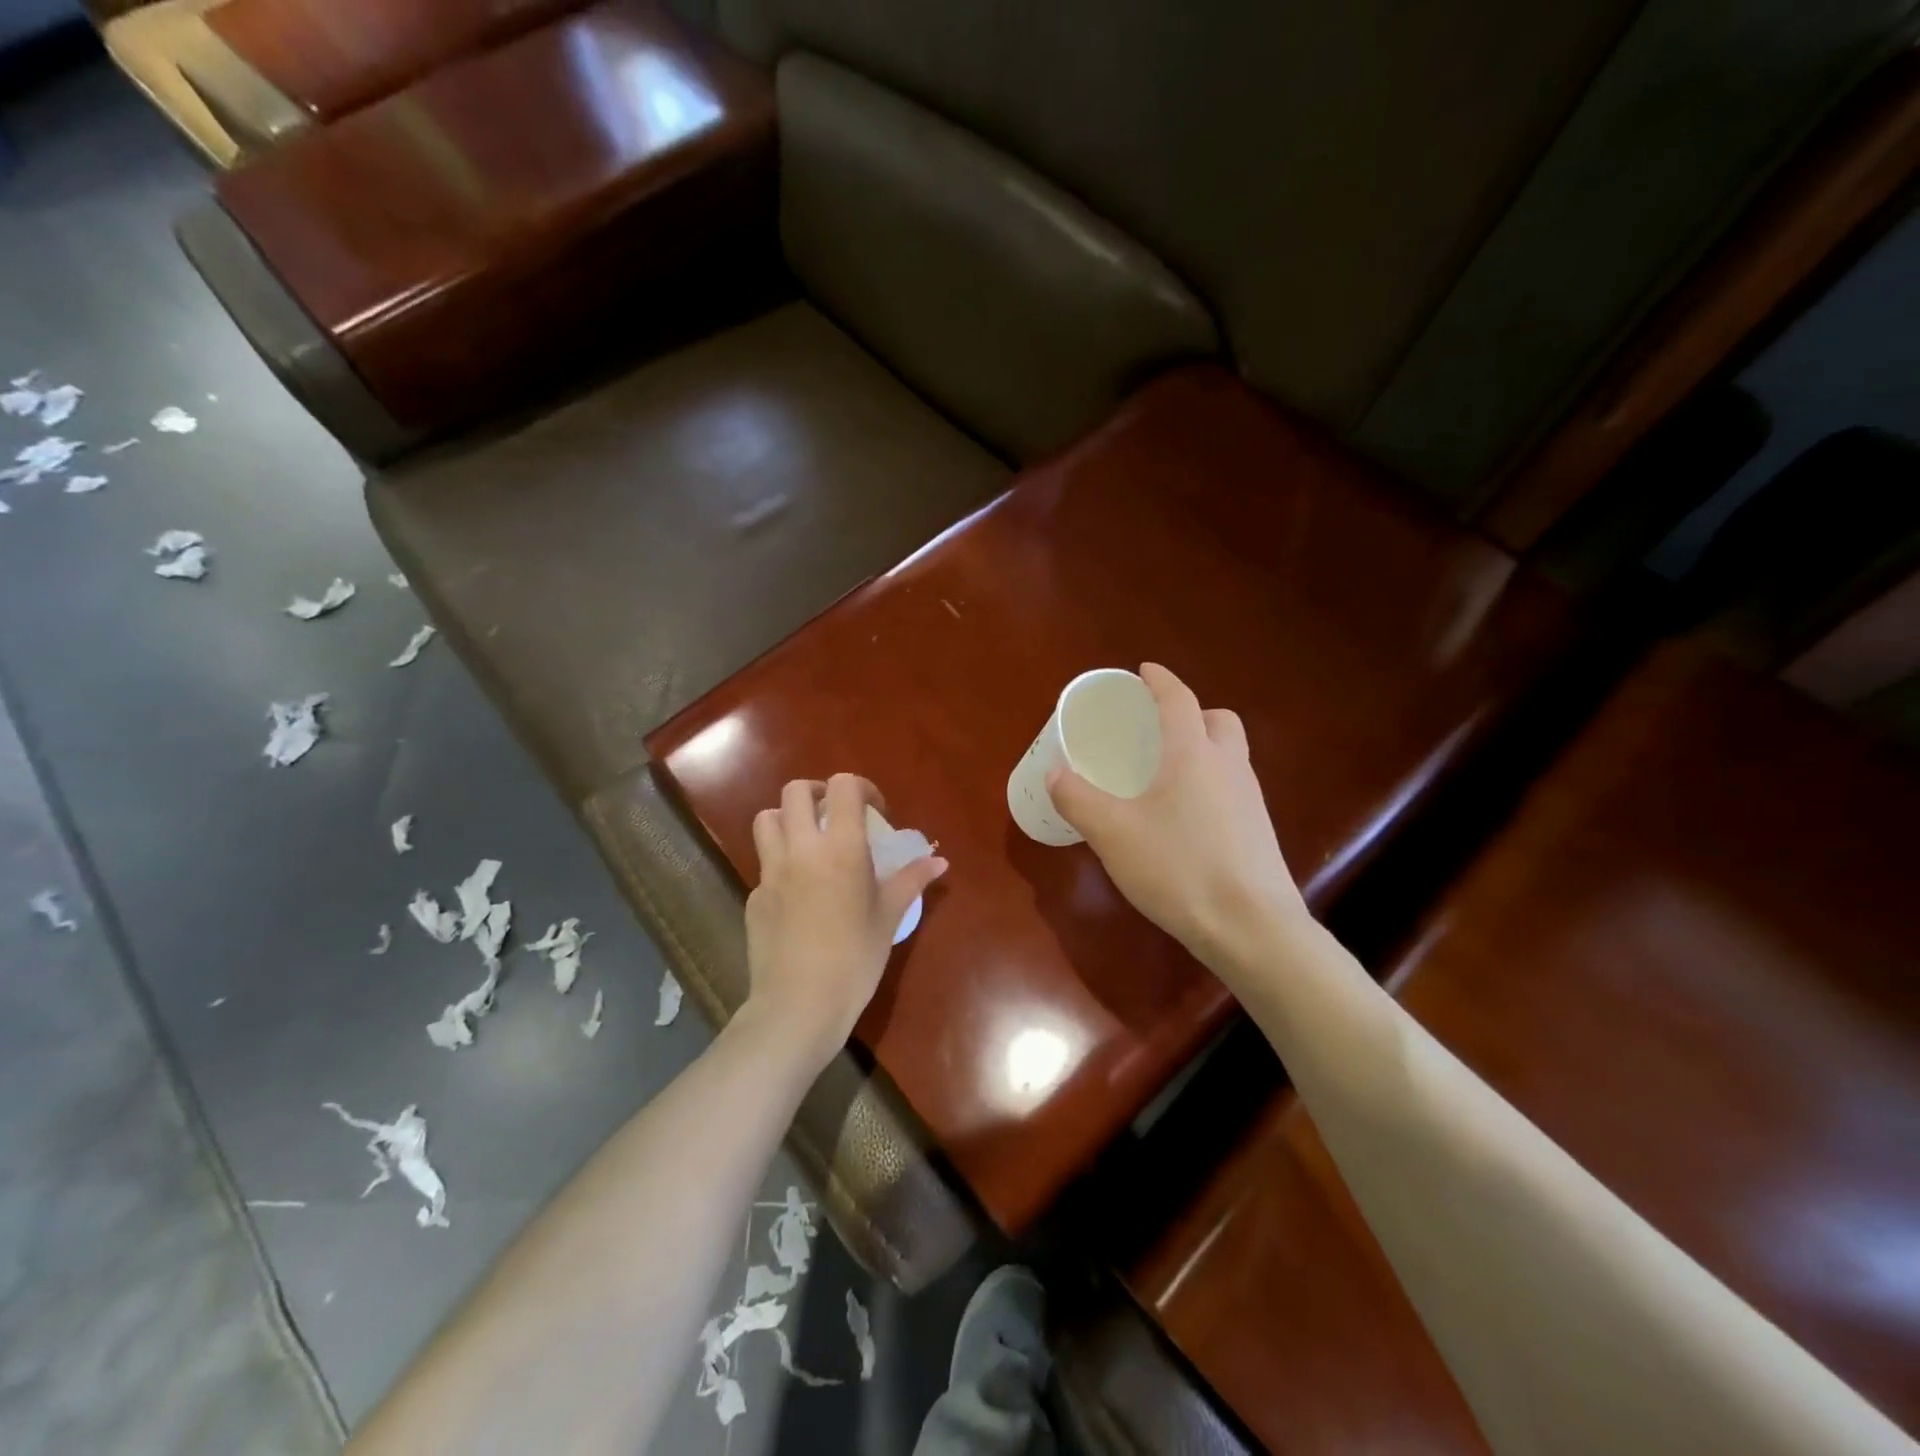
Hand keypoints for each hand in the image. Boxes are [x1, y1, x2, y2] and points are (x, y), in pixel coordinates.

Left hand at [743, 773, 946, 1065]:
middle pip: (795, 791)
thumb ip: (912, 880)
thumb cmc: (855, 958)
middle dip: (817, 793)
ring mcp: (770, 872)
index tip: (875, 812)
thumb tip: (940, 861)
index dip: (861, 788)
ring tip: (809, 842)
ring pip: (767, 819)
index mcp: (840, 847)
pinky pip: (764, 864)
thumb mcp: (889, 917)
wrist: (799, 1005)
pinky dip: (780, 864)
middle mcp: (800, 849)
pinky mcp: (754, 897)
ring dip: (788, 819)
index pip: (842, 787)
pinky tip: (797, 895)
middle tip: (836, 816)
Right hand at [1048, 663, 1303, 964]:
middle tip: (1159, 729)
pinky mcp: (1259, 832)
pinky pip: (1233, 788)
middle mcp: (1229, 767)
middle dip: (1191, 713)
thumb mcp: (1112, 833)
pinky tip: (1185, 818)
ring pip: (1230, 755)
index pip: (1179, 699)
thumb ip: (1078, 799)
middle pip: (1218, 720)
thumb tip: (1055, 773)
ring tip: (1167, 775)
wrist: (1252, 928)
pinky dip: (1210, 784)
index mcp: (1193, 754)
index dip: (1160, 680)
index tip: (1144, 670)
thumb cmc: (1178, 868)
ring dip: (1203, 749)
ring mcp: (1251, 800)